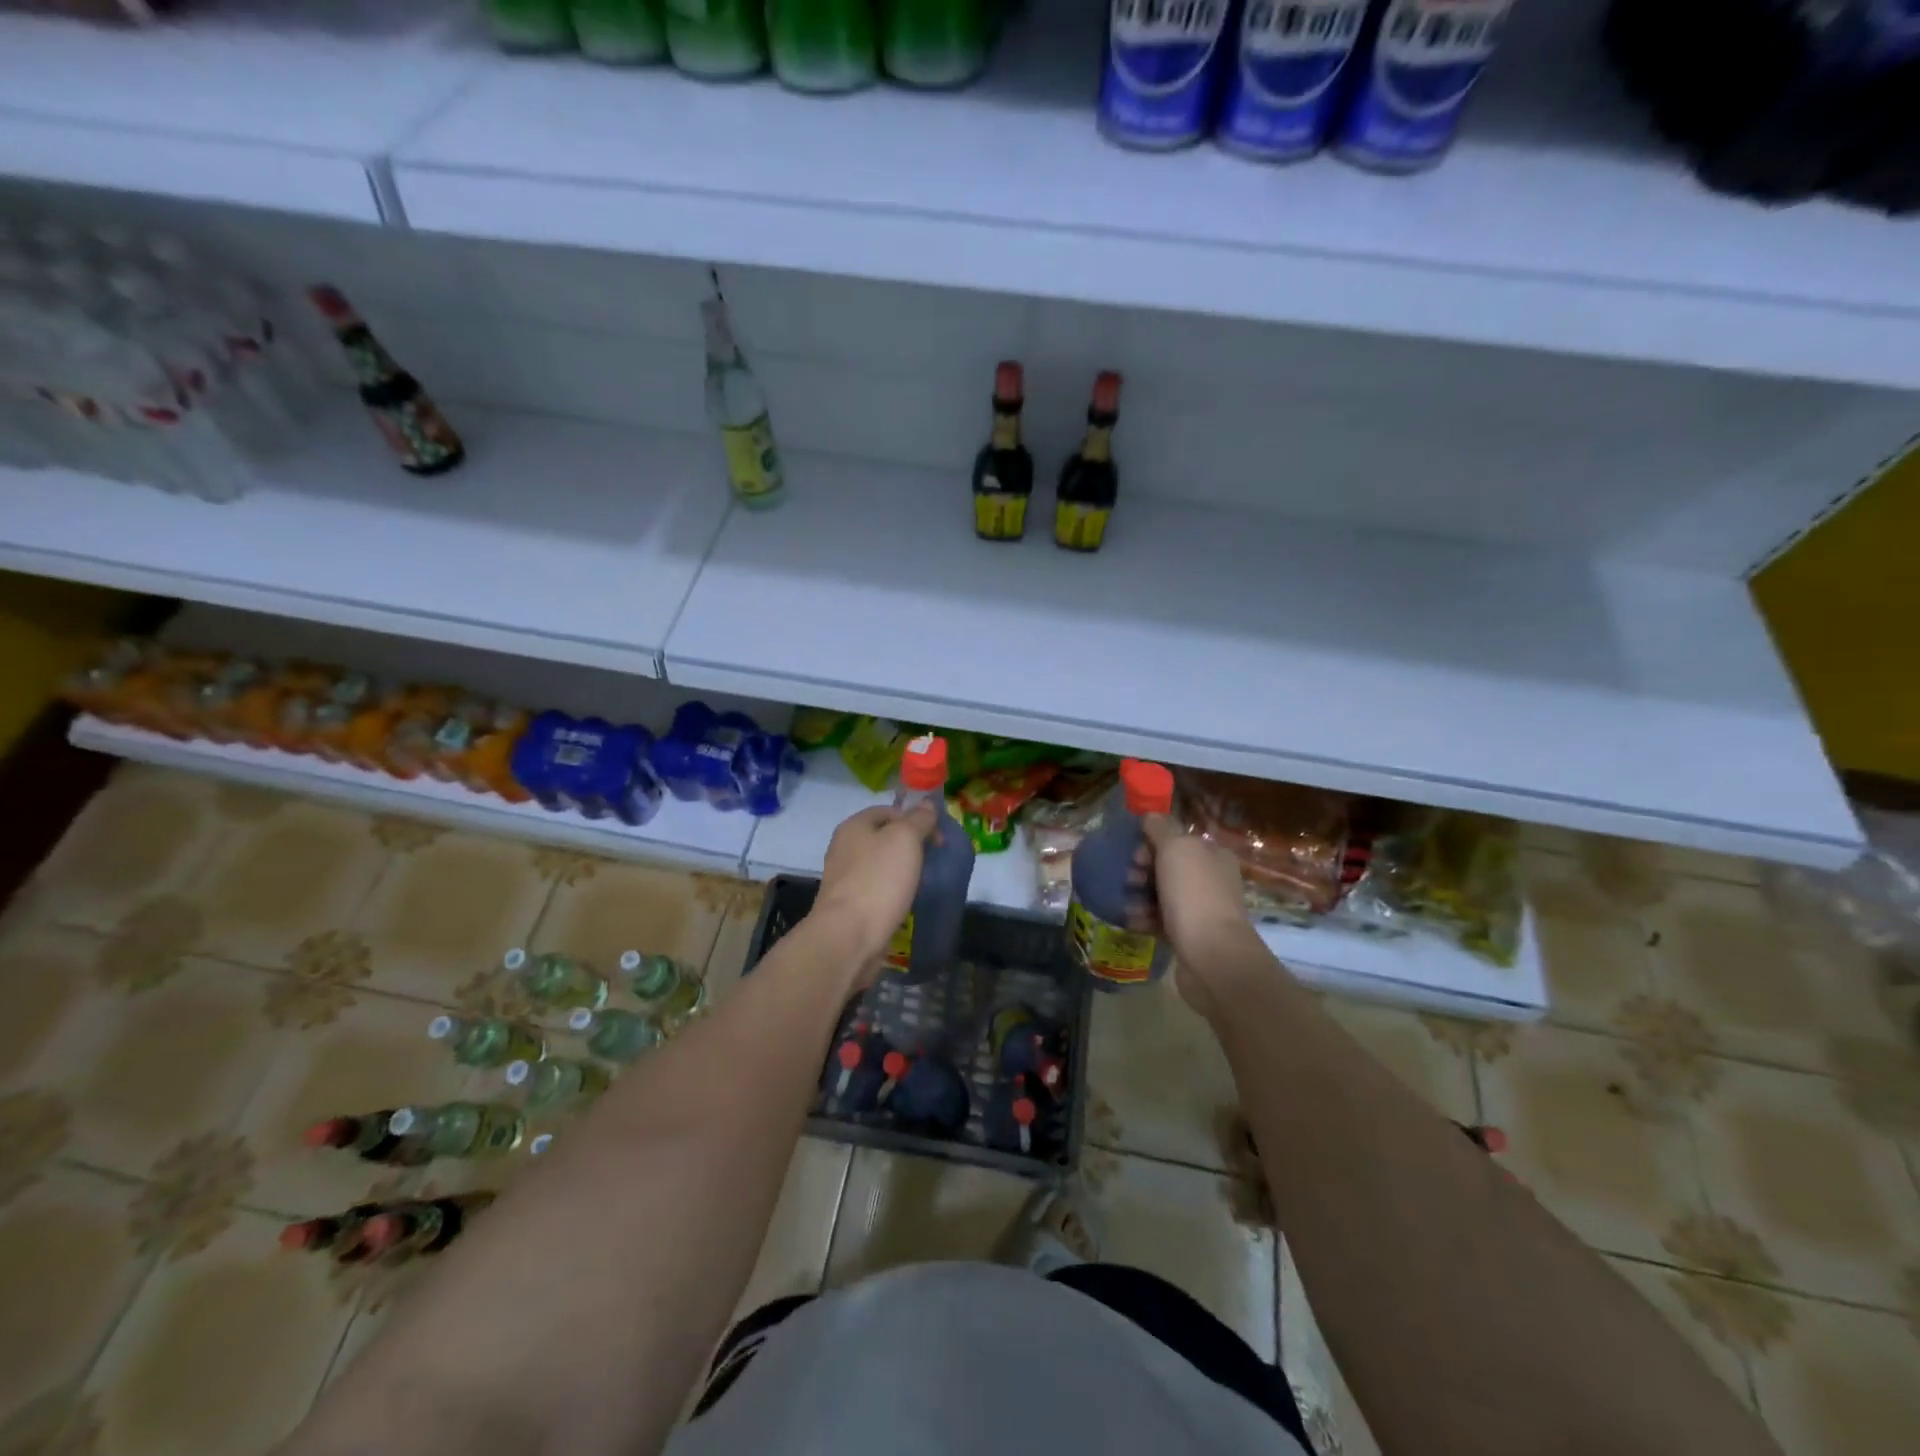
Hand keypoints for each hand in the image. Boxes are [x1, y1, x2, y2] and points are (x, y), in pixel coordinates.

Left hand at [810, 803, 937, 985]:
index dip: (915, 819)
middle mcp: (844, 848)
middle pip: (884, 838)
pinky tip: (906, 902)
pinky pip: (877, 890)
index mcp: (854, 826)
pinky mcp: (850, 905)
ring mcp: (845, 878)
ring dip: (903, 871)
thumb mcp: (905, 839)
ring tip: (922, 882)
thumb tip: (927, 804)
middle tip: (933, 860)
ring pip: (881, 865)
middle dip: (911, 846)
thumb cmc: (878, 880)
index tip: (937, 838)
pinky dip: (893, 893)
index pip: (889, 810)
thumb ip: (918, 819)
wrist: (849, 936)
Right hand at [1136, 813, 1264, 1019]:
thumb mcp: (1176, 849)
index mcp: (1213, 855)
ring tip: (1126, 903)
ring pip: (1162, 894)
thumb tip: (1150, 816)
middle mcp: (1212, 879)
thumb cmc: (1193, 894)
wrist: (1211, 955)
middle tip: (1128, 878)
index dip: (1152, 842)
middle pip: (1168, 866)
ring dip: (1140, 895)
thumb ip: (1161, 828)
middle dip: (1142, 869)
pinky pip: (1161, 920)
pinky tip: (1131, 921)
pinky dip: (1145, 918)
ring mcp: (1202, 909)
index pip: (1178, 840)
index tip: (1135, 853)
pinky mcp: (1190, 936)